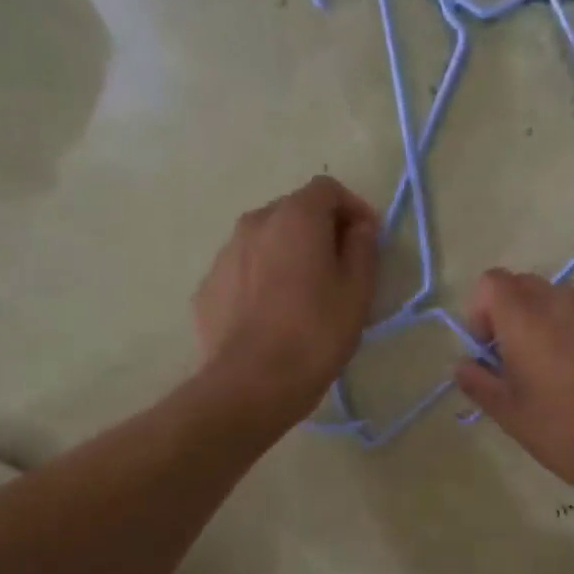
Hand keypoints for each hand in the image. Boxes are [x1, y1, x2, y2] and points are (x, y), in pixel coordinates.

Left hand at [194, 175, 379, 427]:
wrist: (250, 384)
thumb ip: (362, 249)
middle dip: (318, 230)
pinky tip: (271, 317)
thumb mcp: (357, 292)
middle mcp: (253, 223)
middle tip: (338, 269)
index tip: (367, 239)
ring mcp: (224, 255)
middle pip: (292, 212)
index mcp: (295, 217)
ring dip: (286, 255)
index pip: (327, 189)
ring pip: (264, 242)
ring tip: (302, 296)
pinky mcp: (207, 288)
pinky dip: (260, 280)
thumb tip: (359, 227)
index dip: (353, 208)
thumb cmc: (315, 335)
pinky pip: (242, 272)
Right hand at [453, 269, 573, 502]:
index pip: (491, 282)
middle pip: (528, 286)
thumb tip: (464, 365)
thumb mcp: (509, 415)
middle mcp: (565, 301)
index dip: (483, 311)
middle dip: (516, 314)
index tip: (491, 348)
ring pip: (566, 299)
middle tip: (524, 358)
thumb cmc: (564, 436)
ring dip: (555, 321)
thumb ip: (478, 381)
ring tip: (567, 366)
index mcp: (527, 321)